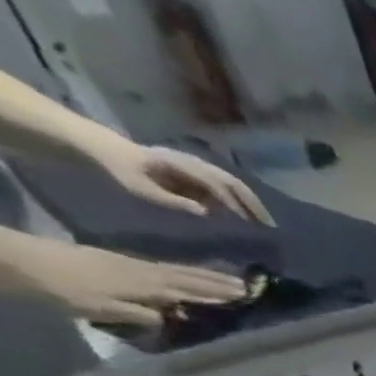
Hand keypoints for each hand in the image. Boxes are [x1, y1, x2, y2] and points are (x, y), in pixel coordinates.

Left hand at [15, 240, 248, 325]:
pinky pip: (162, 269)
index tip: (244, 295)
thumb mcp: (104, 308)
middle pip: (187, 277)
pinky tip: (186, 275)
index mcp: (145, 285)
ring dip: (204, 276)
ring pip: (177, 271)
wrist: (23, 263)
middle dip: (217, 282)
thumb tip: (171, 318)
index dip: (217, 293)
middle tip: (246, 285)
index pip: (190, 290)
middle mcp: (144, 273)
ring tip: (227, 279)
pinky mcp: (120, 264)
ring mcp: (131, 266)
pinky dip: (182, 272)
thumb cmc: (64, 290)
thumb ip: (140, 313)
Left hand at [81, 135, 272, 224]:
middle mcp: (194, 163)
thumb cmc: (121, 170)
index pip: (215, 184)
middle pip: (232, 183)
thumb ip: (172, 200)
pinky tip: (245, 215)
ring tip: (263, 222)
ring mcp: (196, 167)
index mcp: (182, 165)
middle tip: (270, 226)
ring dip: (250, 203)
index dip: (233, 204)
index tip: (247, 224)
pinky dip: (239, 201)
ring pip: (232, 184)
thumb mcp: (140, 188)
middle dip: (253, 204)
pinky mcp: (195, 174)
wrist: (104, 149)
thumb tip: (205, 212)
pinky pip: (224, 187)